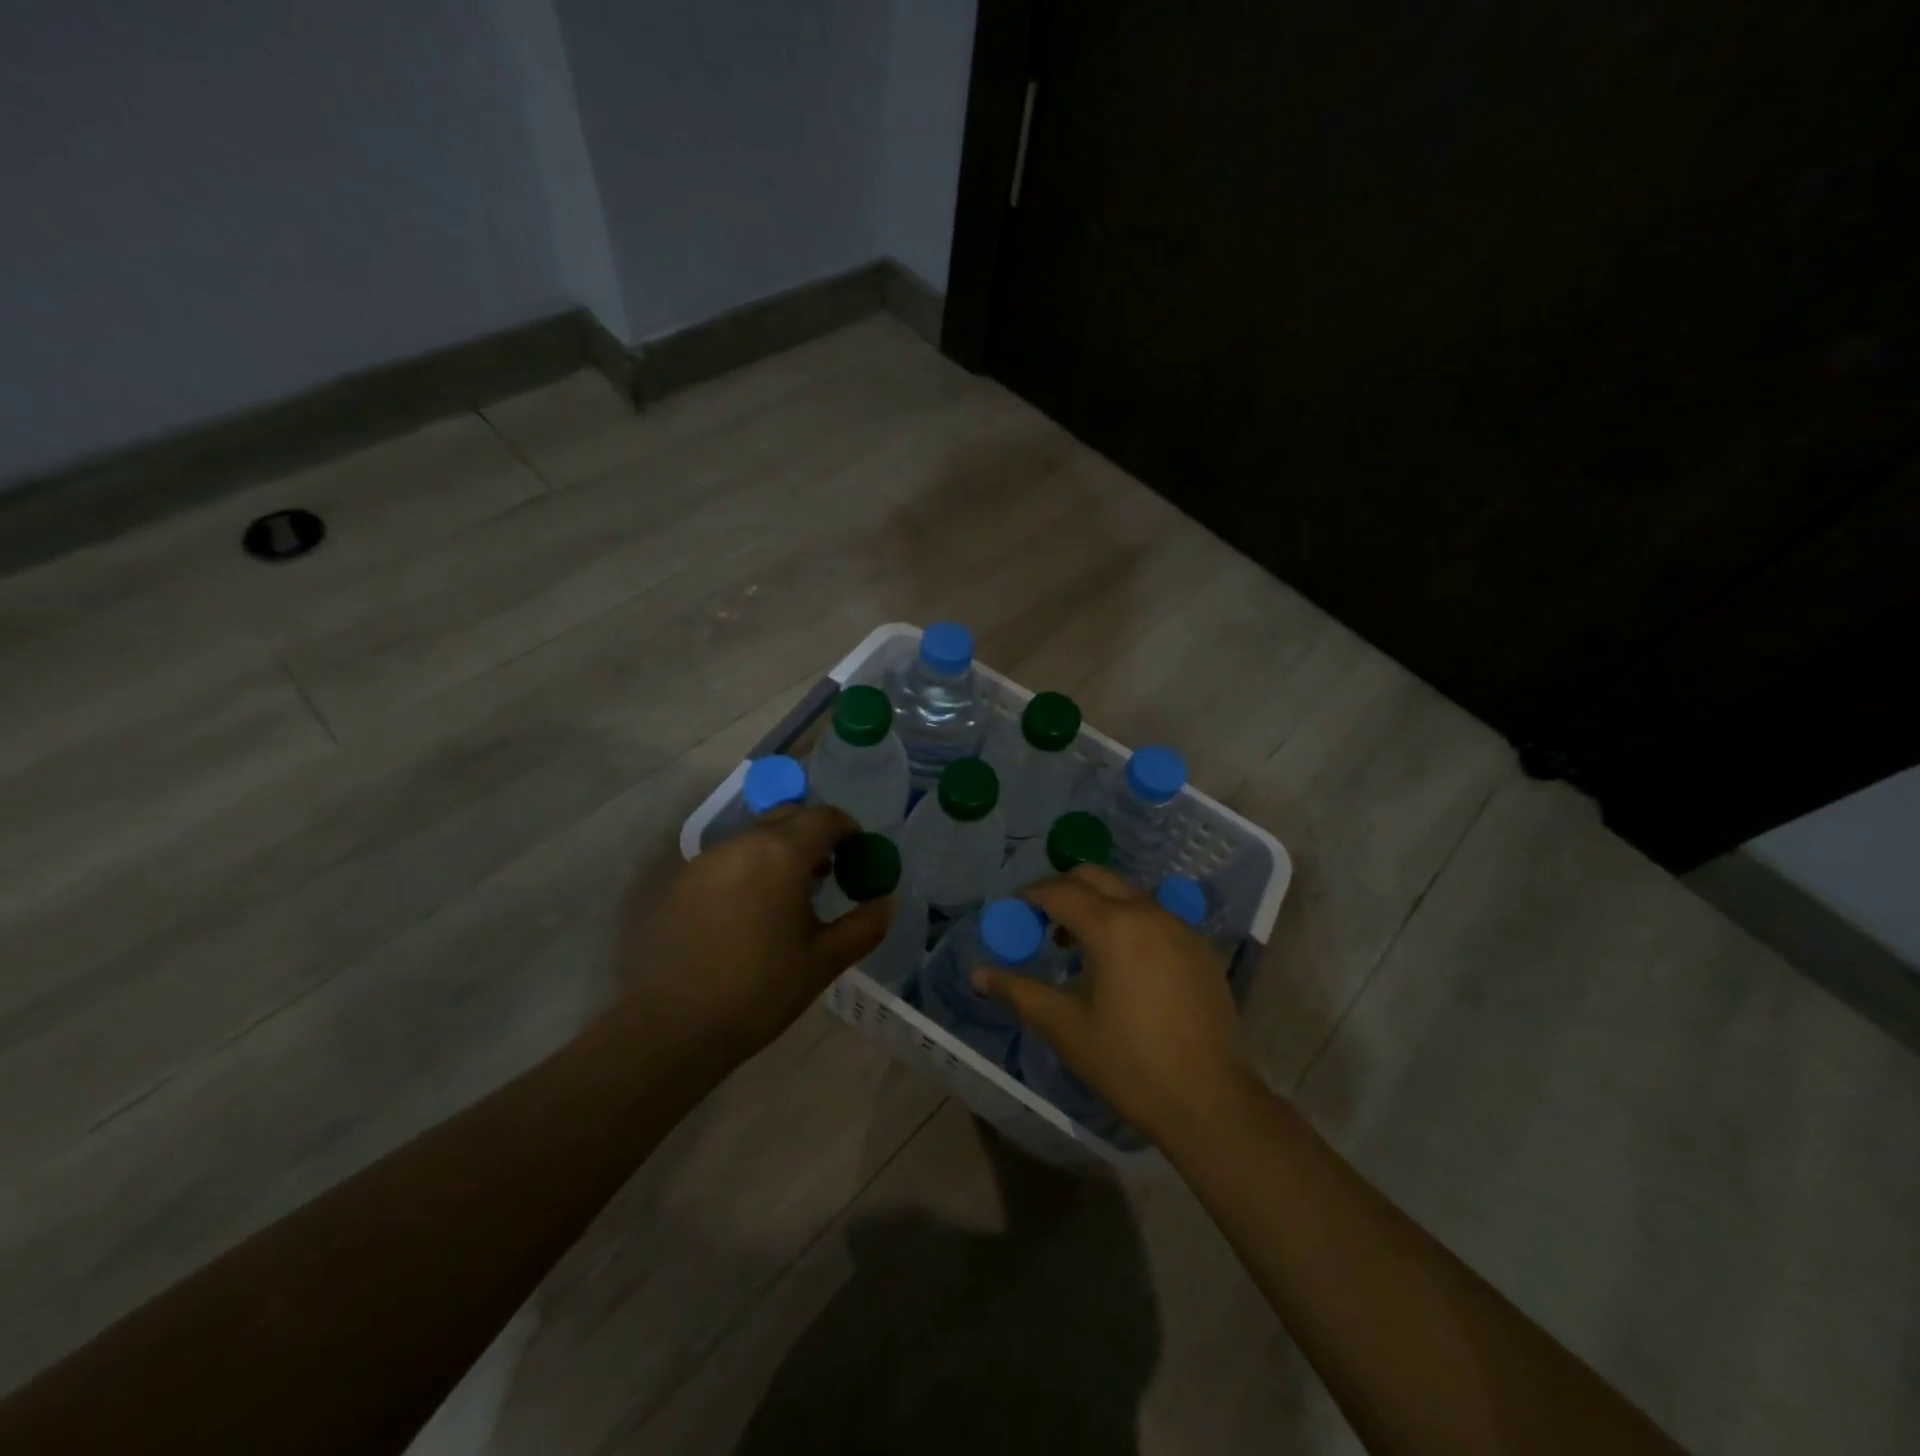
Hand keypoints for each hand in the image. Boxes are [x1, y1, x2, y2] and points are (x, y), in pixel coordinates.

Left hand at [613, 805, 890, 1070]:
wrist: (670, 1027)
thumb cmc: (758, 991)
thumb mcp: (823, 962)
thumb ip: (863, 926)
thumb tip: (887, 902)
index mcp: (781, 853)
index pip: (824, 817)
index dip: (848, 829)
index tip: (859, 855)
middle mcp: (742, 843)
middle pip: (787, 817)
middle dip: (814, 834)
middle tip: (830, 872)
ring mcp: (706, 860)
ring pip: (755, 836)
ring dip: (781, 850)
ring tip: (792, 896)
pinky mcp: (681, 882)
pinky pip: (729, 858)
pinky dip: (751, 867)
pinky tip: (753, 911)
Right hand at [973, 864, 1256, 1148]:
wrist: (1209, 1100)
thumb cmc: (1128, 1063)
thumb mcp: (1065, 1028)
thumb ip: (1019, 992)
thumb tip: (978, 974)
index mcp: (1113, 927)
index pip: (1061, 891)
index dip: (1031, 896)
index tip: (1015, 911)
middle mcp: (1148, 913)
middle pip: (1097, 877)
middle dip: (1064, 889)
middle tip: (1044, 921)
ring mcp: (1180, 927)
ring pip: (1129, 893)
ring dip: (1098, 904)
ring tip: (1080, 944)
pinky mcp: (1200, 947)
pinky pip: (1155, 916)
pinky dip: (1129, 921)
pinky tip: (1123, 962)